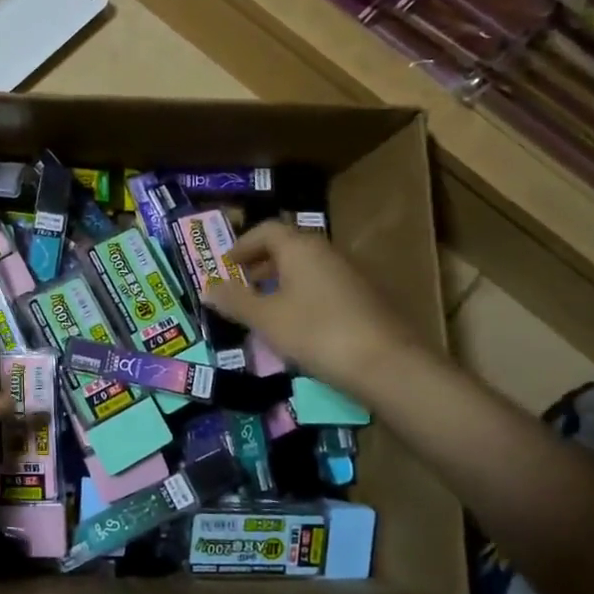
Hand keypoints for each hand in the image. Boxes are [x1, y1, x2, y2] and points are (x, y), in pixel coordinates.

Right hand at [201, 221, 417, 391]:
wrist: (386, 364)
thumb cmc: (316, 332)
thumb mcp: (265, 319)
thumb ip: (234, 301)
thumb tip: (207, 287)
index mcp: (300, 247)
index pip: (266, 230)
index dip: (241, 245)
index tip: (225, 265)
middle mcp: (326, 251)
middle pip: (287, 247)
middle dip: (260, 265)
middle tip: (239, 287)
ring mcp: (349, 274)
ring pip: (306, 268)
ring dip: (280, 282)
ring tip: (263, 309)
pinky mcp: (363, 298)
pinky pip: (322, 287)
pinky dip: (301, 296)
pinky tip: (295, 326)